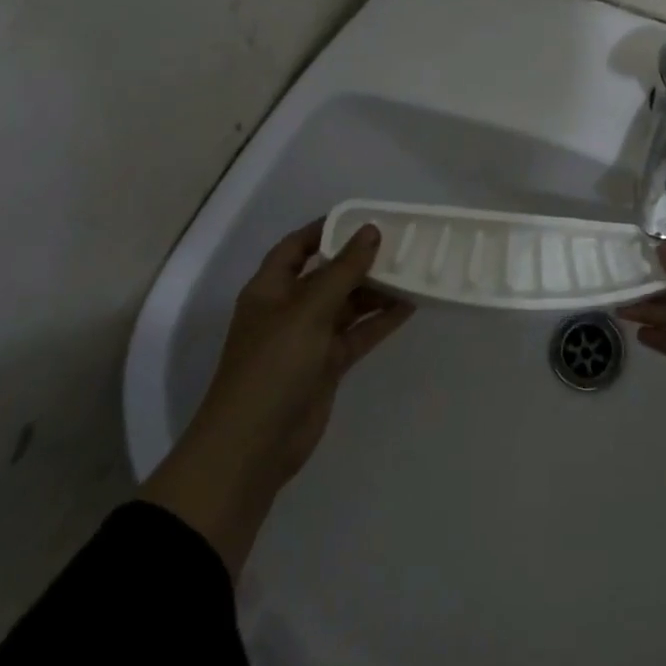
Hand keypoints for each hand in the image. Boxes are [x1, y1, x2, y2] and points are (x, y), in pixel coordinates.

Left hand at [139, 219, 413, 573]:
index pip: (297, 246)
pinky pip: (357, 333)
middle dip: (360, 260)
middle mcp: (289, 309)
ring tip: (413, 270)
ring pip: (347, 304)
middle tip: (401, 242)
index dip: (326, 229)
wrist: (252, 448)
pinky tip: (410, 307)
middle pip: (328, 274)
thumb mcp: (308, 310)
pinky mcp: (326, 365)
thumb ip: (343, 270)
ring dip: (376, 289)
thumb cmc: (273, 366)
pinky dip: (380, 321)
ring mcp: (308, 339)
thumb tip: (371, 230)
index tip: (364, 217)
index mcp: (271, 289)